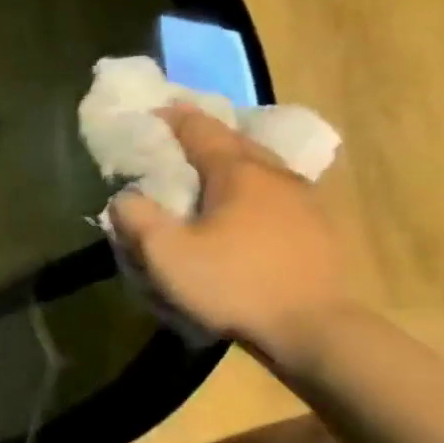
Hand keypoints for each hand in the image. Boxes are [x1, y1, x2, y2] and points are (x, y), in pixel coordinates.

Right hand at [108, 105, 347, 362]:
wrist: (314, 329)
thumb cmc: (233, 283)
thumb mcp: (165, 254)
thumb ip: (136, 217)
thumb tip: (126, 196)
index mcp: (237, 172)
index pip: (200, 130)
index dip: (173, 118)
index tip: (150, 112)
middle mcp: (275, 175)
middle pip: (236, 141)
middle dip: (204, 134)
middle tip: (175, 136)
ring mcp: (304, 200)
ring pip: (261, 166)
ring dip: (231, 160)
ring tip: (207, 168)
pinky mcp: (317, 228)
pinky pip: (275, 191)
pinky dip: (251, 186)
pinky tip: (242, 205)